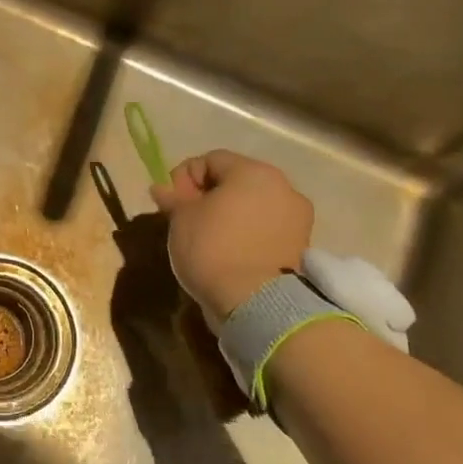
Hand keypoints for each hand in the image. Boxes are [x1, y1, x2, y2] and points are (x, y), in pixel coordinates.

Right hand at [149, 150, 312, 317]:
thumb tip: (161, 188)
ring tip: (209, 240)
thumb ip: (173, 197)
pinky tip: (231, 254)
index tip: (172, 204)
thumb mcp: (181, 218)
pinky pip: (265, 229)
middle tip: (188, 221)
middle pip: (236, 181)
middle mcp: (283, 187)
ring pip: (252, 206)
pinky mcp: (301, 246)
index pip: (210, 160)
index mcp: (253, 172)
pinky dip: (248, 235)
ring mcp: (297, 218)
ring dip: (230, 216)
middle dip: (209, 196)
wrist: (256, 303)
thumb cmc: (213, 248)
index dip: (184, 178)